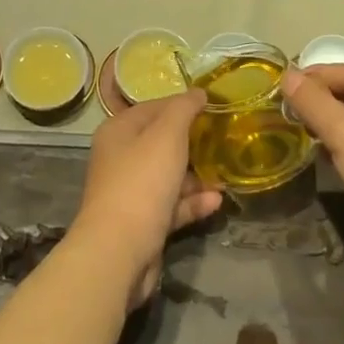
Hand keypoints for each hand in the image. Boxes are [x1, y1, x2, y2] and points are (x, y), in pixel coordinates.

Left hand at [71, 89, 221, 307]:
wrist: (118, 252)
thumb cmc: (142, 181)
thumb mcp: (167, 135)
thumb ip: (184, 109)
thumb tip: (198, 92)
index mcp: (119, 131)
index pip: (155, 107)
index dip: (183, 105)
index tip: (214, 107)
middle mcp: (121, 158)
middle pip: (162, 143)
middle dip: (193, 143)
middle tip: (223, 141)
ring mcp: (131, 192)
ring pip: (169, 176)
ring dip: (197, 176)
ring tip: (225, 175)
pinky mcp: (142, 223)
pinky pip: (171, 205)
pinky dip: (192, 202)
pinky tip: (216, 201)